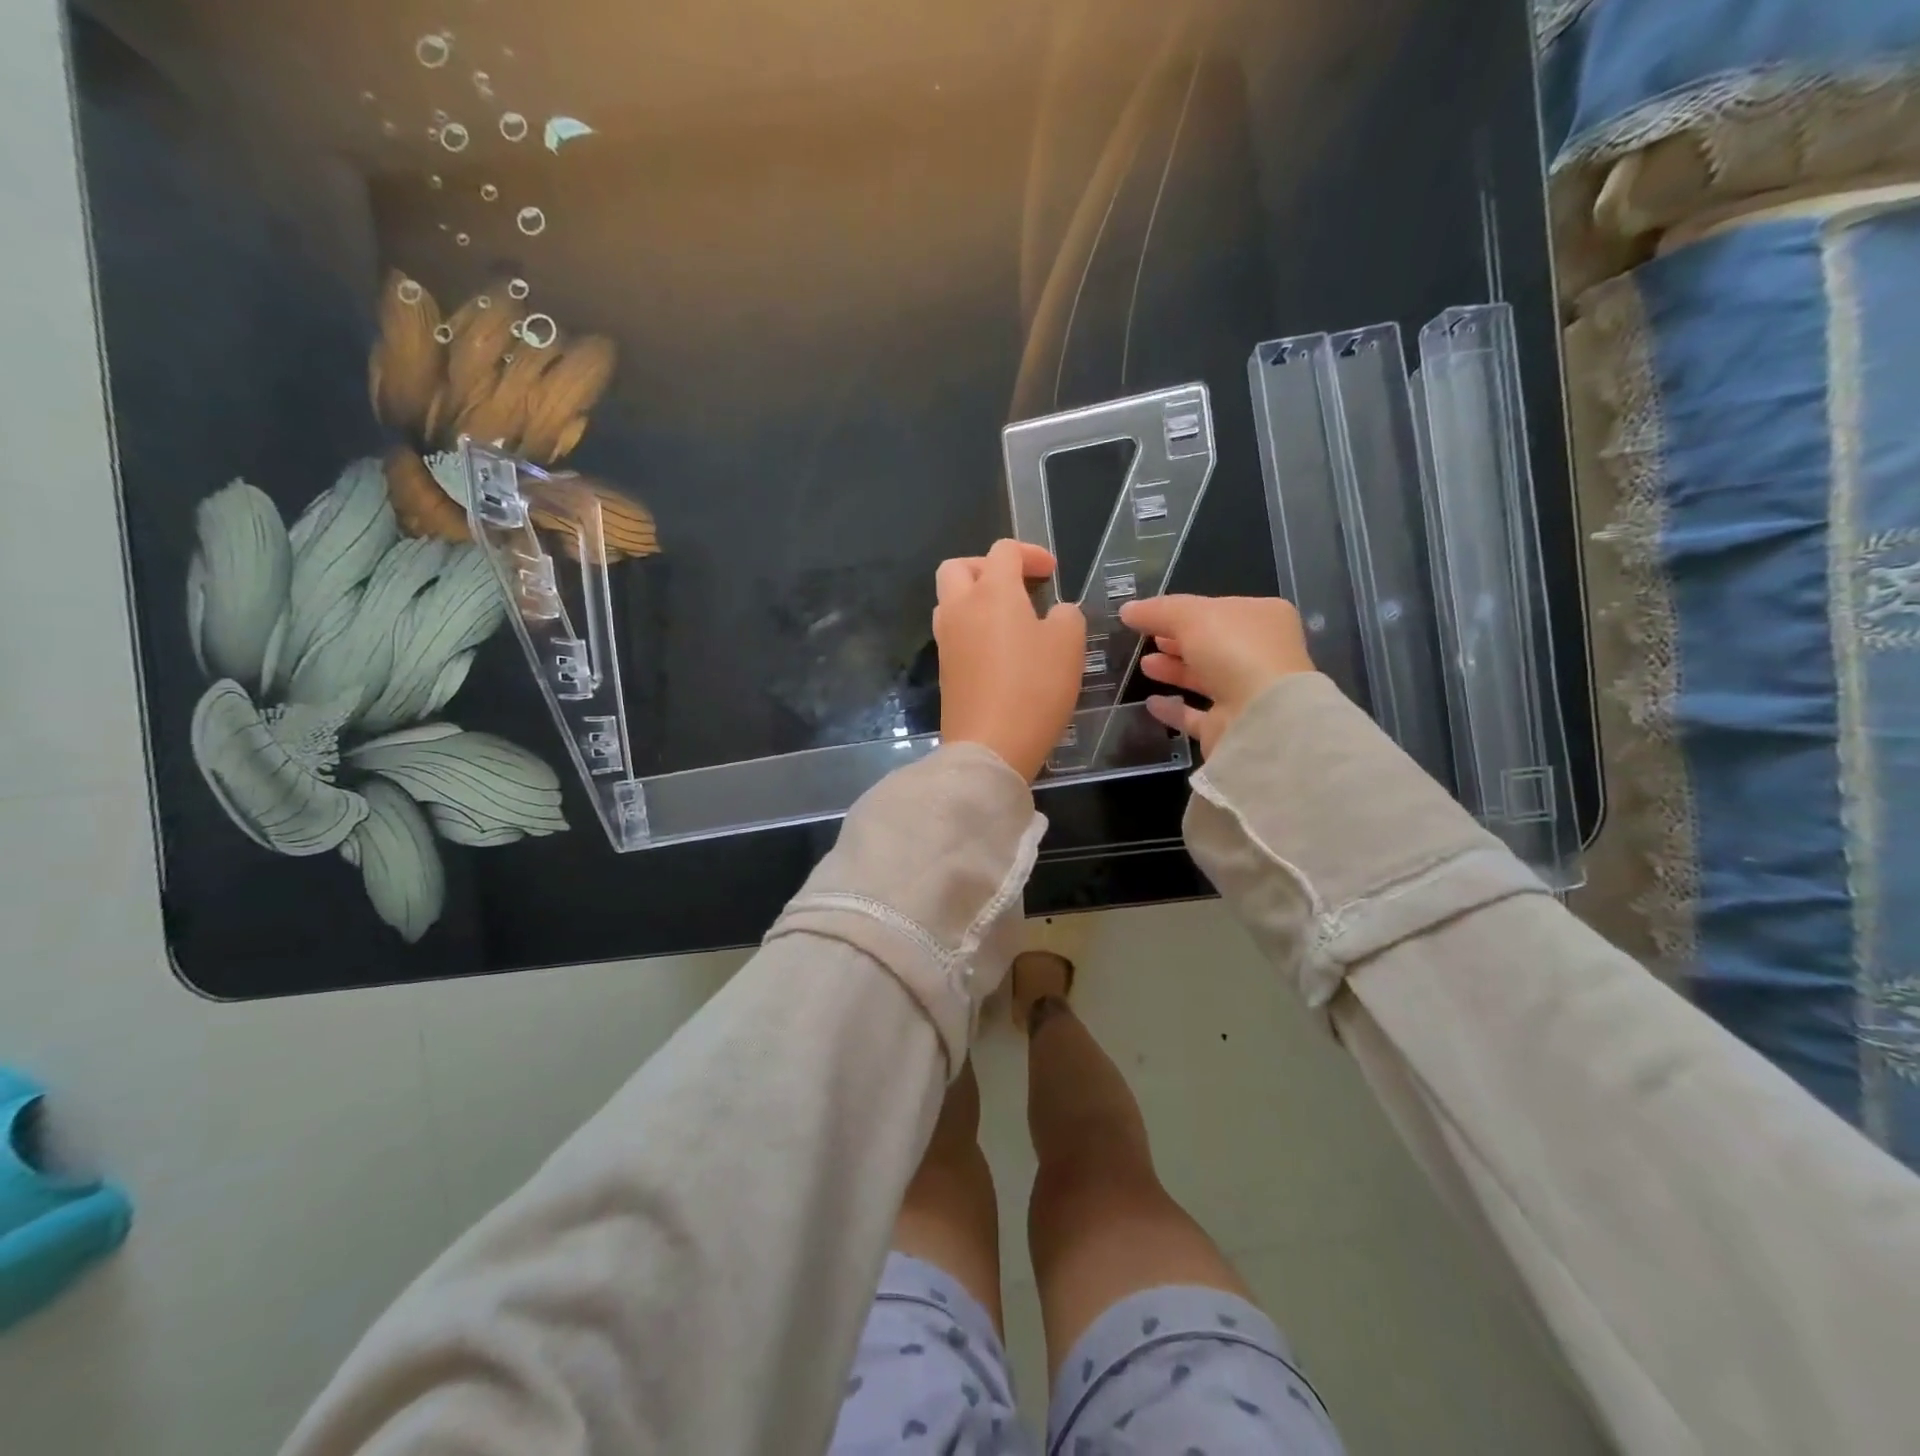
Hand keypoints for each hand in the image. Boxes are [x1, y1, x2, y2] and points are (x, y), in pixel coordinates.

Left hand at [934, 540, 1086, 780]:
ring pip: (950, 600)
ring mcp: (946, 640)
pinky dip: (973, 629)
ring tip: (1009, 619)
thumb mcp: (1069, 645)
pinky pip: (954, 633)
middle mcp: (960, 608)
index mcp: (991, 592)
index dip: (1030, 553)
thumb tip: (1053, 614)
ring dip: (976, 598)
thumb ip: (1065, 616)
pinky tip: (1000, 651)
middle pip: (958, 567)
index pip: (1003, 551)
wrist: (990, 746)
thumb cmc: (1034, 688)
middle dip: (987, 567)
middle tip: (1016, 586)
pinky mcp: (945, 670)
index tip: (1051, 573)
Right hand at [1118, 594, 1314, 757]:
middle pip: (1211, 644)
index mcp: (1263, 617)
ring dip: (1174, 671)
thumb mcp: (1191, 616)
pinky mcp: (1231, 725)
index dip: (1184, 611)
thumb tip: (1127, 610)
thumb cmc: (1234, 650)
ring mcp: (1247, 692)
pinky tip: (1151, 703)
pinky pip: (1197, 714)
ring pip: (1205, 678)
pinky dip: (1175, 708)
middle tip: (1147, 639)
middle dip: (1177, 641)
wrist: (1261, 717)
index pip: (1218, 609)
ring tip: (1145, 665)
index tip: (1151, 615)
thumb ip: (1158, 611)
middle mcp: (1260, 654)